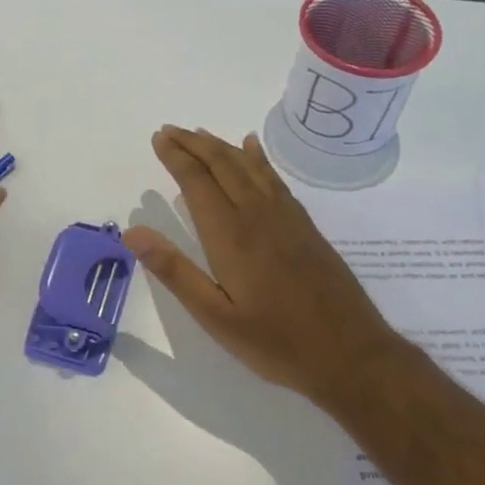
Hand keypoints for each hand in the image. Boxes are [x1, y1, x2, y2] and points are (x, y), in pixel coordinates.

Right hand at [123, 126, 400, 407]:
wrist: (351, 354)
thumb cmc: (276, 342)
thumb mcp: (215, 317)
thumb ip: (174, 271)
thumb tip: (133, 232)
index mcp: (230, 235)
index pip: (197, 182)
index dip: (176, 157)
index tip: (158, 138)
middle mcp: (257, 215)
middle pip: (222, 165)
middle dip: (193, 144)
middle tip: (169, 130)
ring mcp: (285, 217)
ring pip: (248, 167)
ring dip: (220, 146)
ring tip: (199, 133)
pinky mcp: (304, 225)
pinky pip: (274, 178)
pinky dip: (258, 158)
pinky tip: (252, 149)